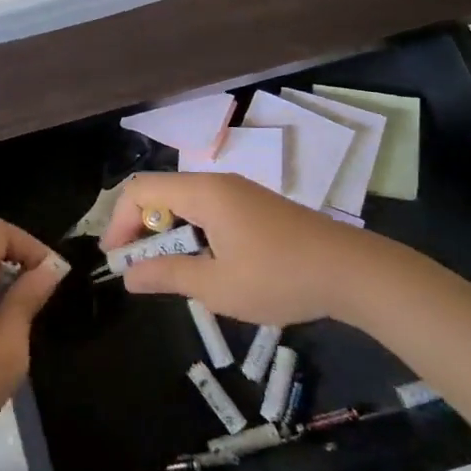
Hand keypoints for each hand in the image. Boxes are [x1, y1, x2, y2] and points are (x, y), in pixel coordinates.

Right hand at [101, 171, 402, 326]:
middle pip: (160, 192)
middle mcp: (218, 184)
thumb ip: (168, 276)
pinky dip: (191, 231)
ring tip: (167, 270)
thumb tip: (129, 276)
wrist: (354, 272)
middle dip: (140, 227)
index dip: (120, 222)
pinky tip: (204, 263)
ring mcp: (240, 193)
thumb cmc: (280, 278)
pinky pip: (207, 209)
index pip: (141, 190)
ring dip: (166, 232)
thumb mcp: (218, 286)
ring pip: (184, 202)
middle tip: (136, 267)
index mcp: (203, 193)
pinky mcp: (256, 207)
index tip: (116, 259)